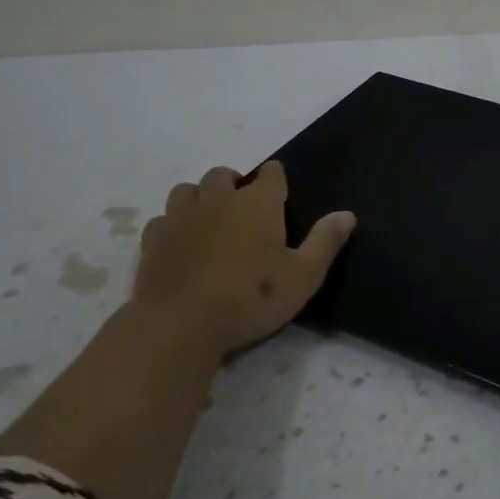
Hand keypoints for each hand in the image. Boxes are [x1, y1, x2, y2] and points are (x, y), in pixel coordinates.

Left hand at [134, 160, 355, 364]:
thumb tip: (347, 214)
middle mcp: (218, 199)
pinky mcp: (153, 240)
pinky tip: (181, 242)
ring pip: (188, 190)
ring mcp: (180, 217)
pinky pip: (163, 219)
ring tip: (210, 219)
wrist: (180, 325)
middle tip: (244, 207)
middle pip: (223, 175)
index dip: (277, 178)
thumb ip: (325, 241)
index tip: (280, 192)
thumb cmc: (250, 298)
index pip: (271, 173)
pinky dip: (173, 224)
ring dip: (201, 197)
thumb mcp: (304, 276)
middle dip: (235, 183)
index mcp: (258, 203)